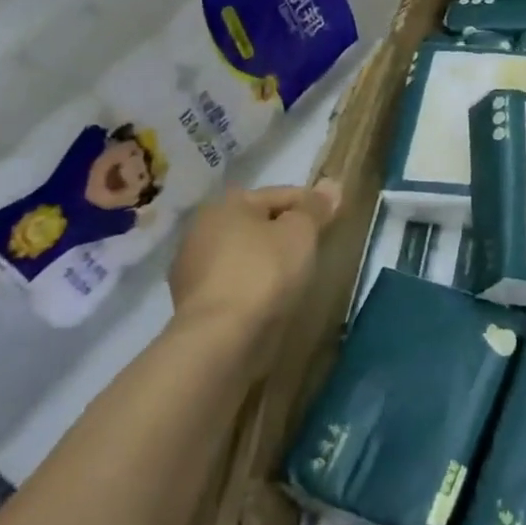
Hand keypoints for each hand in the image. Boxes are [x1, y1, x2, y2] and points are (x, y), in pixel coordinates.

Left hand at [167, 180, 340, 330]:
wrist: (220, 339)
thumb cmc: (264, 272)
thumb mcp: (300, 233)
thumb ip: (315, 208)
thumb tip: (331, 185)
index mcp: (225, 204)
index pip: (280, 194)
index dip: (311, 204)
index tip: (334, 220)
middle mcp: (201, 230)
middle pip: (258, 224)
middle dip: (286, 233)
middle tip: (317, 248)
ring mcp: (192, 269)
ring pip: (244, 255)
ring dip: (268, 261)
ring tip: (297, 277)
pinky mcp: (193, 304)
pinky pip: (234, 284)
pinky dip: (253, 287)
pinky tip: (272, 300)